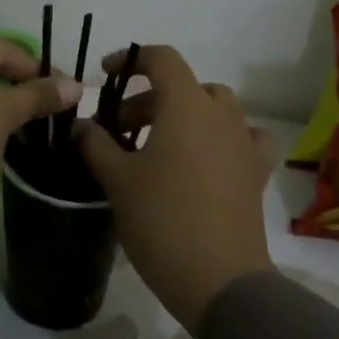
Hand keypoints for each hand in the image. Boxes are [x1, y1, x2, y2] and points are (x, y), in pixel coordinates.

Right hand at [74, 46, 279, 335]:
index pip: (162, 59)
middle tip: (120, 130)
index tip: (105, 76)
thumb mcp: (117, 180)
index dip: (131, 60)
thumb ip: (96, 144)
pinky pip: (243, 137)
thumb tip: (82, 126)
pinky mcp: (257, 171)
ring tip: (159, 143)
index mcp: (186, 105)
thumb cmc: (162, 220)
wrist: (219, 280)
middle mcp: (220, 114)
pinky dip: (224, 136)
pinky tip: (209, 157)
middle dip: (148, 99)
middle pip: (184, 85)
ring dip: (185, 114)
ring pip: (214, 107)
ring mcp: (244, 142)